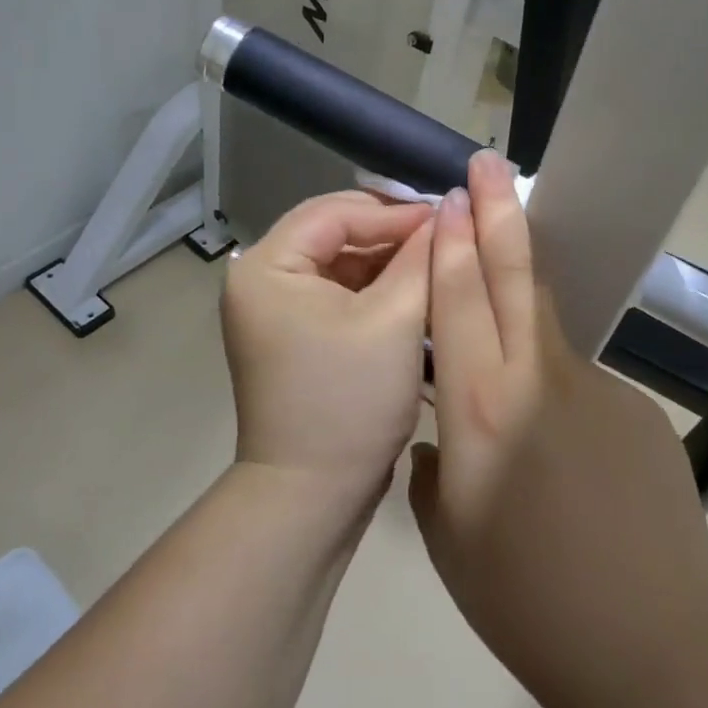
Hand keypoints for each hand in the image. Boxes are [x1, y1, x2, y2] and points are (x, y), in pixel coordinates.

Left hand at [222, 191, 434, 508]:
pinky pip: (337, 295)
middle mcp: (259, 280)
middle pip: (333, 234)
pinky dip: (375, 293)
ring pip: (339, 265)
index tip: (448, 214)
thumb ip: (420, 258)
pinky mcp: (293, 336)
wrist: (311, 496)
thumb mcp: (393, 320)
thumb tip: (446, 211)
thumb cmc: (349, 402)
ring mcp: (274, 310)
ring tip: (439, 264)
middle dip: (391, 236)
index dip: (394, 212)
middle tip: (447, 237)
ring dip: (387, 264)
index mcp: (265, 267)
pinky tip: (415, 294)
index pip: (334, 213)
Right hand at [410, 151, 707, 703]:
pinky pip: (581, 383)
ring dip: (524, 291)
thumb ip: (435, 466)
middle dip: (498, 212)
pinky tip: (564, 451)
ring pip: (549, 322)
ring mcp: (599, 388)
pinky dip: (556, 390)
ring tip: (505, 283)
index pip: (460, 300)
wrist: (648, 648)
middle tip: (488, 163)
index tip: (448, 197)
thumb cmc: (522, 599)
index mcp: (481, 407)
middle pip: (517, 276)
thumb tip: (443, 437)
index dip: (452, 243)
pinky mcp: (640, 411)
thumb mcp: (445, 533)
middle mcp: (539, 379)